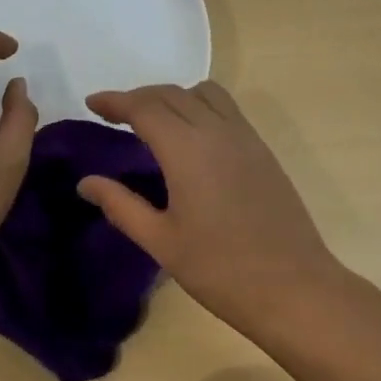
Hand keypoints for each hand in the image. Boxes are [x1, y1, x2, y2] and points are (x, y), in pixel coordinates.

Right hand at [77, 82, 343, 327]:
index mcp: (186, 149)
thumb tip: (86, 182)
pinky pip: (226, 109)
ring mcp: (245, 137)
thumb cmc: (220, 269)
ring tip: (154, 121)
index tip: (92, 103)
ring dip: (173, 96)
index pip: (143, 107)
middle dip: (139, 97)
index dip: (115, 101)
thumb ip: (121, 205)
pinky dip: (199, 106)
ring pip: (203, 93)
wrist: (293, 287)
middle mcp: (216, 130)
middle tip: (114, 114)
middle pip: (171, 94)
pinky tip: (192, 137)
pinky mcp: (262, 149)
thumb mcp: (161, 241)